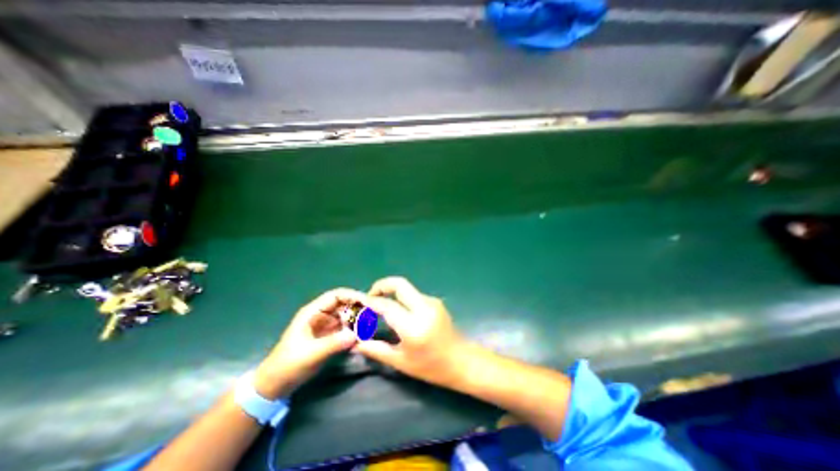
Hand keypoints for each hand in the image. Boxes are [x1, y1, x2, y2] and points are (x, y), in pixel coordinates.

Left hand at [254, 289, 362, 397]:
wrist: (275, 385)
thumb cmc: (288, 365)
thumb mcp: (310, 354)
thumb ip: (332, 344)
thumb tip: (355, 335)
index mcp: (313, 312)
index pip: (336, 296)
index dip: (352, 295)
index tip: (367, 302)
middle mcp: (321, 315)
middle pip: (344, 304)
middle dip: (358, 308)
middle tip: (373, 316)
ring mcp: (326, 326)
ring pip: (346, 316)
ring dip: (357, 320)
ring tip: (369, 327)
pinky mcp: (329, 336)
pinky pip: (345, 328)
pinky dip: (354, 331)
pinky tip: (362, 337)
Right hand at [352, 278, 471, 388]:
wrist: (461, 360)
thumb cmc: (431, 366)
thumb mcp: (401, 361)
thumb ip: (376, 349)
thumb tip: (356, 342)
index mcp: (413, 326)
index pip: (387, 306)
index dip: (371, 301)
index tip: (360, 302)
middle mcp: (423, 308)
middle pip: (399, 284)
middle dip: (382, 285)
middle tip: (371, 296)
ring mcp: (431, 302)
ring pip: (407, 289)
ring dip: (392, 292)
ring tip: (382, 306)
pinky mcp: (435, 301)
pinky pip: (414, 295)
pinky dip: (403, 298)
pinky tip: (400, 311)